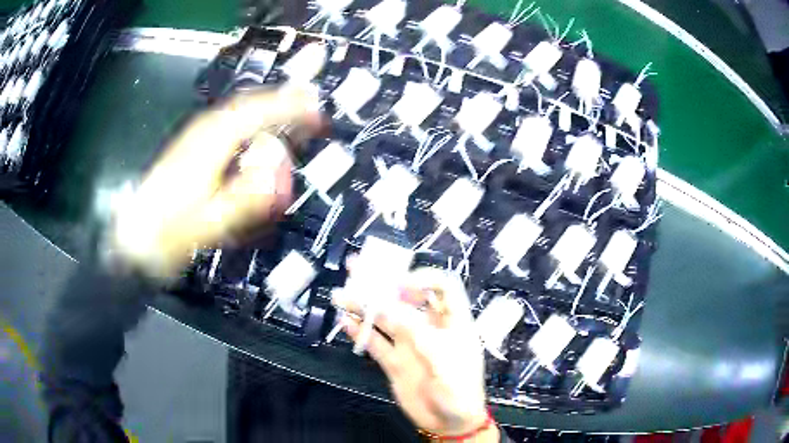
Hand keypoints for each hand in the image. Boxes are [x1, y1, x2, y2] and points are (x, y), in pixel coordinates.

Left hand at [109, 86, 320, 279]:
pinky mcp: (191, 148)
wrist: (135, 239)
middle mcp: (203, 132)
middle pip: (247, 103)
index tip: (315, 110)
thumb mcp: (208, 222)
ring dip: (266, 108)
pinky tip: (256, 132)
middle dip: (281, 100)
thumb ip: (244, 198)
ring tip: (290, 113)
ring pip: (237, 111)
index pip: (255, 112)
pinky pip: (229, 124)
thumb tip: (278, 174)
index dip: (289, 107)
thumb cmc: (169, 233)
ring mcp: (195, 138)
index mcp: (209, 143)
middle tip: (309, 105)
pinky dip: (250, 121)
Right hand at [334, 267, 497, 440]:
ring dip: (364, 306)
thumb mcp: (441, 358)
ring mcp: (410, 345)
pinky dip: (361, 332)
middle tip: (358, 269)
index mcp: (452, 322)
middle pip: (406, 298)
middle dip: (384, 283)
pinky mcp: (395, 362)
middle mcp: (429, 328)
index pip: (443, 287)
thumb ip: (415, 332)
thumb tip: (387, 306)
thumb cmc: (458, 389)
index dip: (424, 278)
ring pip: (385, 319)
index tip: (400, 282)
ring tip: (341, 296)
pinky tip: (346, 323)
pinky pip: (375, 343)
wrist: (449, 422)